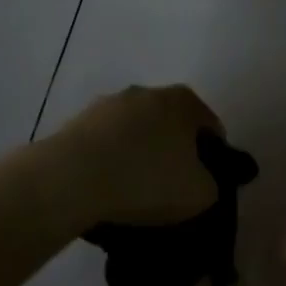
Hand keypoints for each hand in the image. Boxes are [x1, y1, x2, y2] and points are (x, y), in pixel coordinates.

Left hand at [46, 84, 225, 226]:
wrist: (72, 178)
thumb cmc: (147, 180)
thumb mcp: (200, 194)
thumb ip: (211, 183)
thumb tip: (200, 180)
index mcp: (183, 101)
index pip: (209, 126)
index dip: (213, 156)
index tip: (203, 183)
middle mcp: (147, 92)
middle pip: (169, 124)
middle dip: (173, 151)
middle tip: (171, 188)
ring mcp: (108, 104)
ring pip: (134, 132)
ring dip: (138, 154)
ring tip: (133, 192)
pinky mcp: (77, 121)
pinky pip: (104, 143)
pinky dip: (109, 161)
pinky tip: (105, 189)